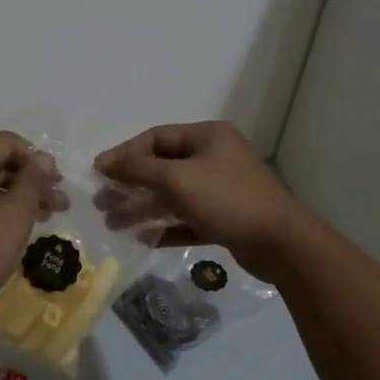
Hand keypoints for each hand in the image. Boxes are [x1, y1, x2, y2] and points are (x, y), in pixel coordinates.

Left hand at [0, 132, 64, 322]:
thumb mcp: (15, 214)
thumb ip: (32, 181)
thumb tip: (43, 158)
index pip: (7, 142)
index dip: (37, 157)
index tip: (56, 183)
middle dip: (32, 180)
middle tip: (59, 204)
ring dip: (19, 198)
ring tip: (46, 218)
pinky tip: (16, 231)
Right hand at [95, 121, 306, 280]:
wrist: (281, 243)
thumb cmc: (227, 200)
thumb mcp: (178, 179)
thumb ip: (139, 169)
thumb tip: (104, 161)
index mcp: (207, 137)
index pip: (156, 138)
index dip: (125, 154)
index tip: (99, 173)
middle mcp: (214, 157)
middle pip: (162, 167)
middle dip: (130, 185)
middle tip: (103, 203)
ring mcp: (221, 189)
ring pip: (172, 195)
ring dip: (143, 208)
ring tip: (114, 224)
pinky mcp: (225, 218)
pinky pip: (187, 218)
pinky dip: (165, 226)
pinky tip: (144, 239)